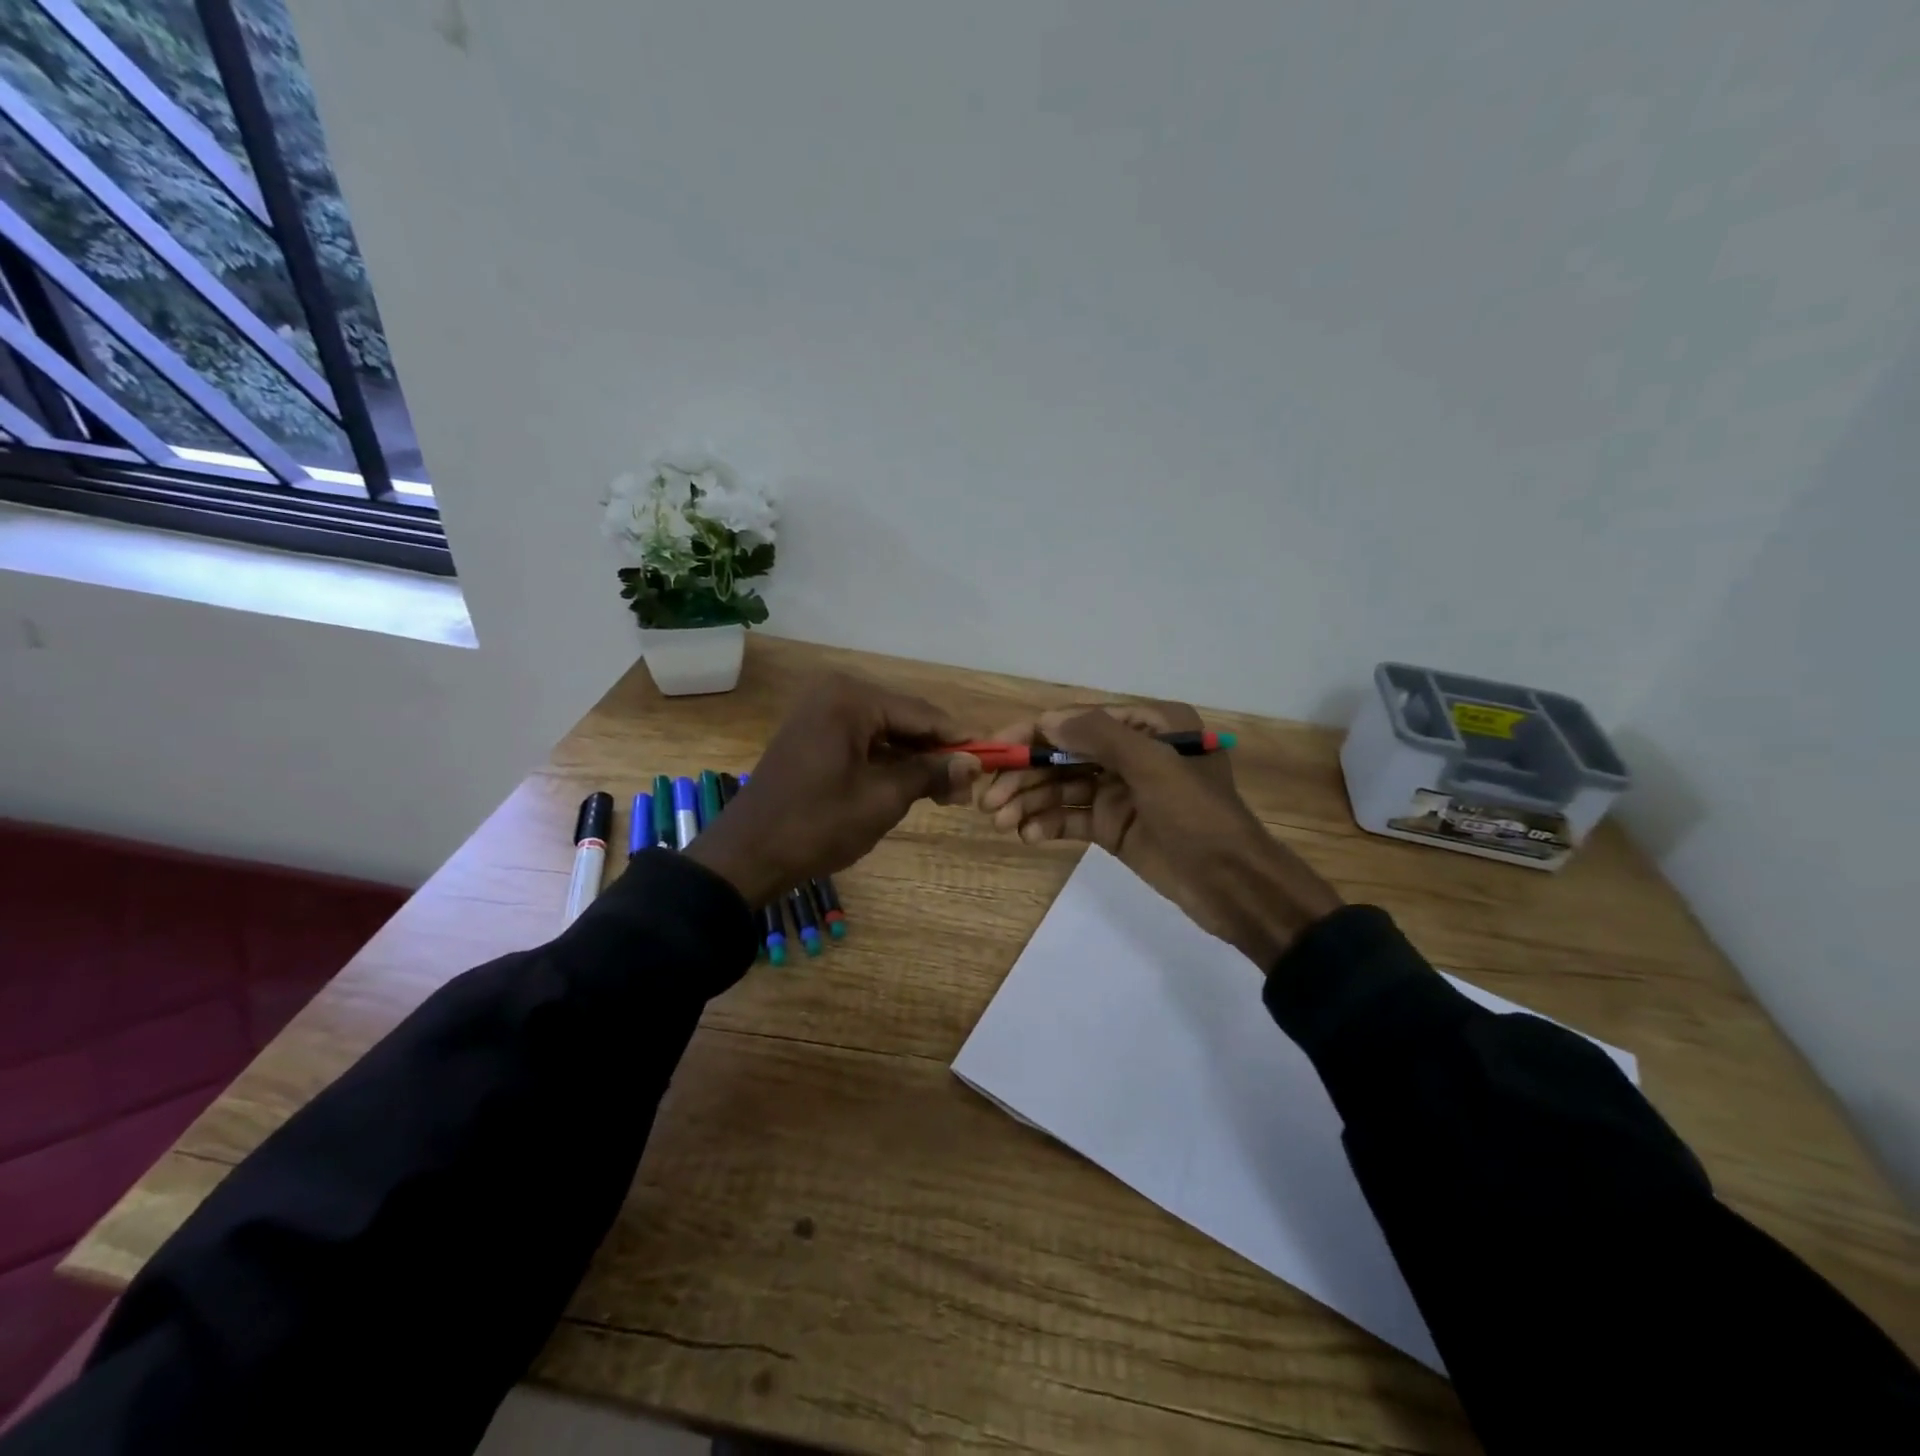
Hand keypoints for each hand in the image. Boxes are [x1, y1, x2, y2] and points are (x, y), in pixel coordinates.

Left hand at [688, 673, 980, 907]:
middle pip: (904, 720)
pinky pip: (862, 742)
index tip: (992, 762)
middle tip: (964, 791)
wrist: (747, 856)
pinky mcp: (812, 736)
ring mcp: (820, 714)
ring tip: (943, 796)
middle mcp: (835, 694)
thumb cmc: (817, 825)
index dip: (959, 740)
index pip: (922, 714)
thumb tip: (974, 762)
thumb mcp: (882, 799)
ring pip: (885, 733)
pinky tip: (908, 788)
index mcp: (851, 699)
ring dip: (913, 762)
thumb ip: (930, 773)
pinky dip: (886, 764)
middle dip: (936, 754)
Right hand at [976, 702, 1341, 967]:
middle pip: (1065, 756)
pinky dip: (1048, 825)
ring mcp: (1121, 791)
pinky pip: (1072, 818)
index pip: (1080, 721)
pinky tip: (1027, 836)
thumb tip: (1047, 719)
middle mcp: (1132, 752)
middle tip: (989, 801)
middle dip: (1026, 775)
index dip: (1034, 733)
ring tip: (1001, 822)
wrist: (1233, 887)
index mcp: (1150, 726)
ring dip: (1030, 802)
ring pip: (1063, 788)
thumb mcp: (1155, 767)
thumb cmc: (1198, 817)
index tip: (995, 750)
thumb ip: (1101, 736)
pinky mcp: (1114, 826)